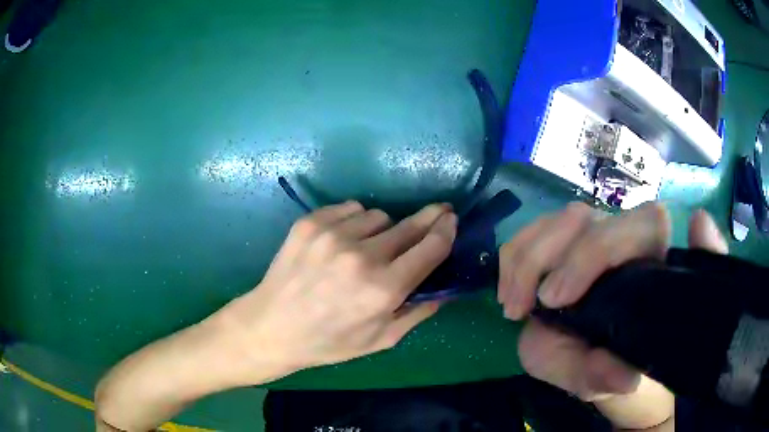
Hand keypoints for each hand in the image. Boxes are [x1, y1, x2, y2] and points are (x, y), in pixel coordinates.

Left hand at [221, 201, 456, 380]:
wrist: (272, 327)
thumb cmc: (328, 342)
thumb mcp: (380, 340)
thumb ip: (418, 313)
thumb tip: (445, 289)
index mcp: (383, 290)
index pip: (430, 247)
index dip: (446, 230)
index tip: (452, 220)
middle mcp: (361, 257)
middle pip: (409, 225)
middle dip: (428, 219)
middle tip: (437, 214)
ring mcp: (332, 235)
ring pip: (379, 216)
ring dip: (383, 229)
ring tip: (371, 247)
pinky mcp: (310, 223)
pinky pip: (349, 209)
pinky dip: (354, 221)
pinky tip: (344, 240)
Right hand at [498, 202, 727, 400]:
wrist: (593, 356)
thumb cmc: (605, 362)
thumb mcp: (603, 378)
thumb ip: (610, 377)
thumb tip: (624, 379)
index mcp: (650, 260)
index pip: (637, 227)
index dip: (593, 255)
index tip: (553, 301)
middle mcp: (623, 236)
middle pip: (584, 219)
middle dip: (544, 259)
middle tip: (521, 308)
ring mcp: (593, 233)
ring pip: (556, 220)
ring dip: (523, 261)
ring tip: (512, 306)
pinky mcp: (565, 239)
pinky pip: (533, 231)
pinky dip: (513, 258)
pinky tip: (509, 292)